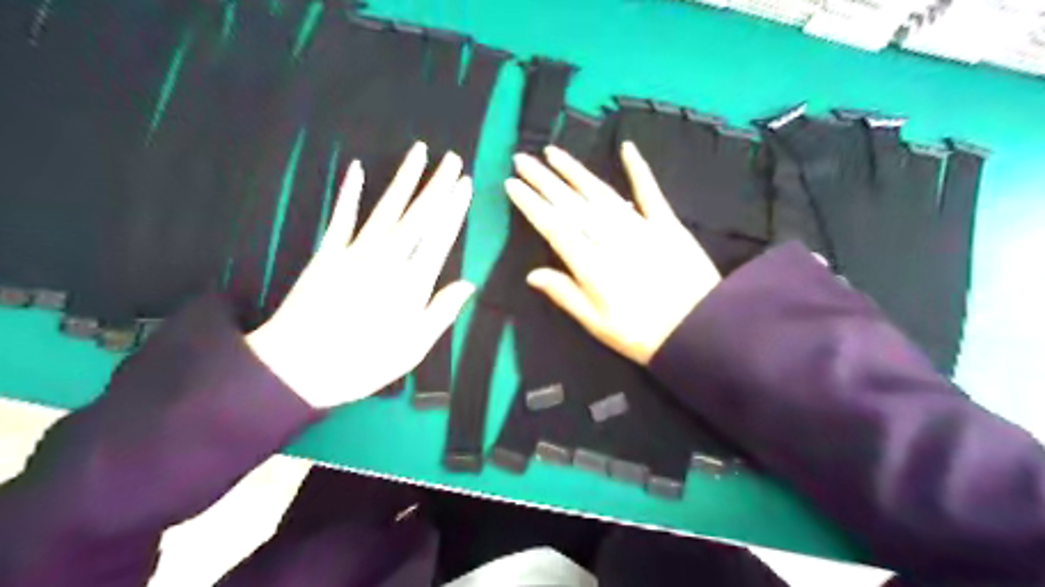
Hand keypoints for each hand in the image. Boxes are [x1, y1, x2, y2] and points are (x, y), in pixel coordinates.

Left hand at [244, 143, 474, 407]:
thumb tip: (468, 283)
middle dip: (437, 185)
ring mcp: (355, 253)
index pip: (440, 238)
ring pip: (386, 209)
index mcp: (412, 285)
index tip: (466, 185)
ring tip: (420, 153)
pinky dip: (349, 192)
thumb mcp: (412, 348)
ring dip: (405, 179)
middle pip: (418, 216)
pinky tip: (357, 168)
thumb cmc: (363, 362)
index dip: (454, 209)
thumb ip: (441, 312)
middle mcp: (388, 260)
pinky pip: (341, 217)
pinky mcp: (327, 253)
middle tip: (453, 159)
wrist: (298, 367)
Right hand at [504, 140, 719, 365]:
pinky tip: (627, 147)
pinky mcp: (667, 223)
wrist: (700, 330)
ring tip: (553, 153)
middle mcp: (610, 238)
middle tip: (522, 158)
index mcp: (591, 264)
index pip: (553, 226)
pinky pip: (650, 191)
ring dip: (575, 171)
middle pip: (572, 203)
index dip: (531, 204)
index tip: (512, 185)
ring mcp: (640, 226)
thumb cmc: (642, 334)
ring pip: (600, 192)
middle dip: (543, 179)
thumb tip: (532, 274)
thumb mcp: (596, 324)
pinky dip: (639, 169)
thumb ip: (565, 294)